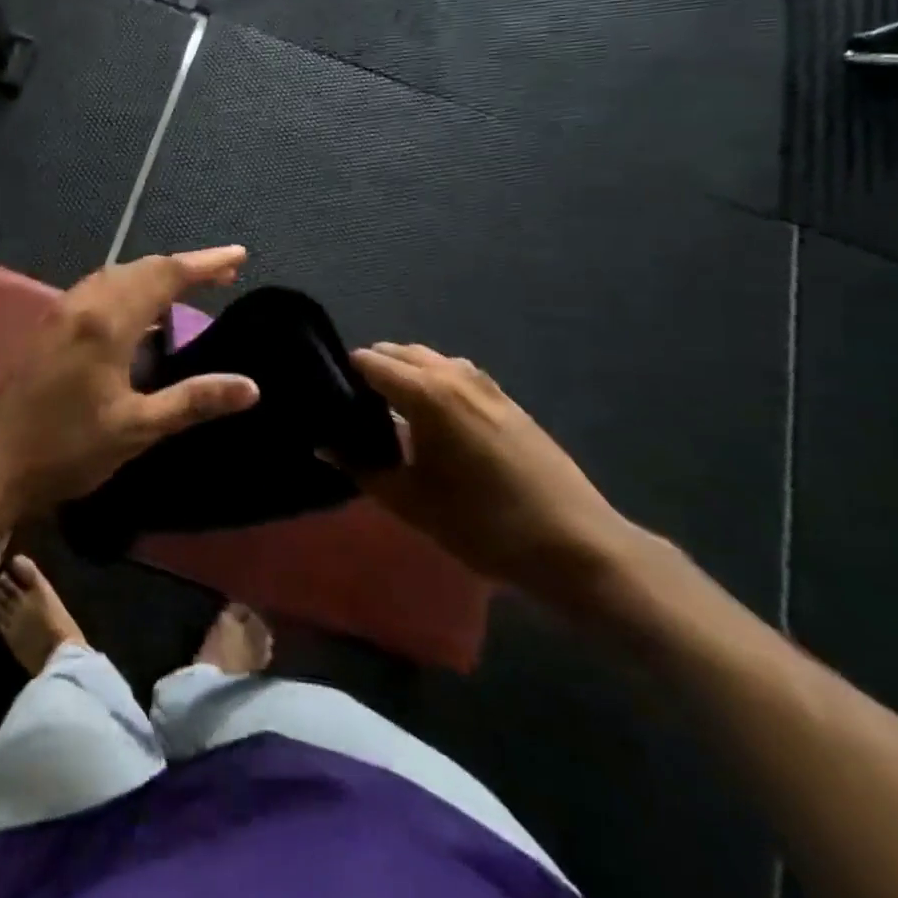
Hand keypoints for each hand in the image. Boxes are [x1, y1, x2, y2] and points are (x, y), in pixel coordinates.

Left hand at [0, 247, 260, 525]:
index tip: (240, 255)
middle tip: (223, 273)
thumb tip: (250, 387)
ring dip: (152, 275)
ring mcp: (59, 313)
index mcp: (107, 321)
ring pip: (114, 276)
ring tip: (185, 288)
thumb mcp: (135, 429)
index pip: (166, 275)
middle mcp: (82, 304)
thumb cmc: (65, 448)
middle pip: (140, 268)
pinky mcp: (45, 328)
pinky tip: (136, 317)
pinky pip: (96, 291)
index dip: (206, 262)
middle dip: (183, 266)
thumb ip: (193, 401)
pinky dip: (127, 290)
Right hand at [350, 343, 639, 610]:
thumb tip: (323, 444)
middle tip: (356, 411)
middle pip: (398, 353)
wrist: (574, 544)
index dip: (343, 375)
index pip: (367, 360)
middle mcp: (452, 374)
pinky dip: (434, 383)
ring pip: (429, 361)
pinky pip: (456, 375)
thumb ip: (359, 467)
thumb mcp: (410, 501)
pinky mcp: (506, 399)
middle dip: (372, 371)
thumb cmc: (482, 524)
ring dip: (405, 375)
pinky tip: (435, 423)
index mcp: (425, 392)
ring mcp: (484, 384)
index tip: (330, 400)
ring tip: (392, 415)